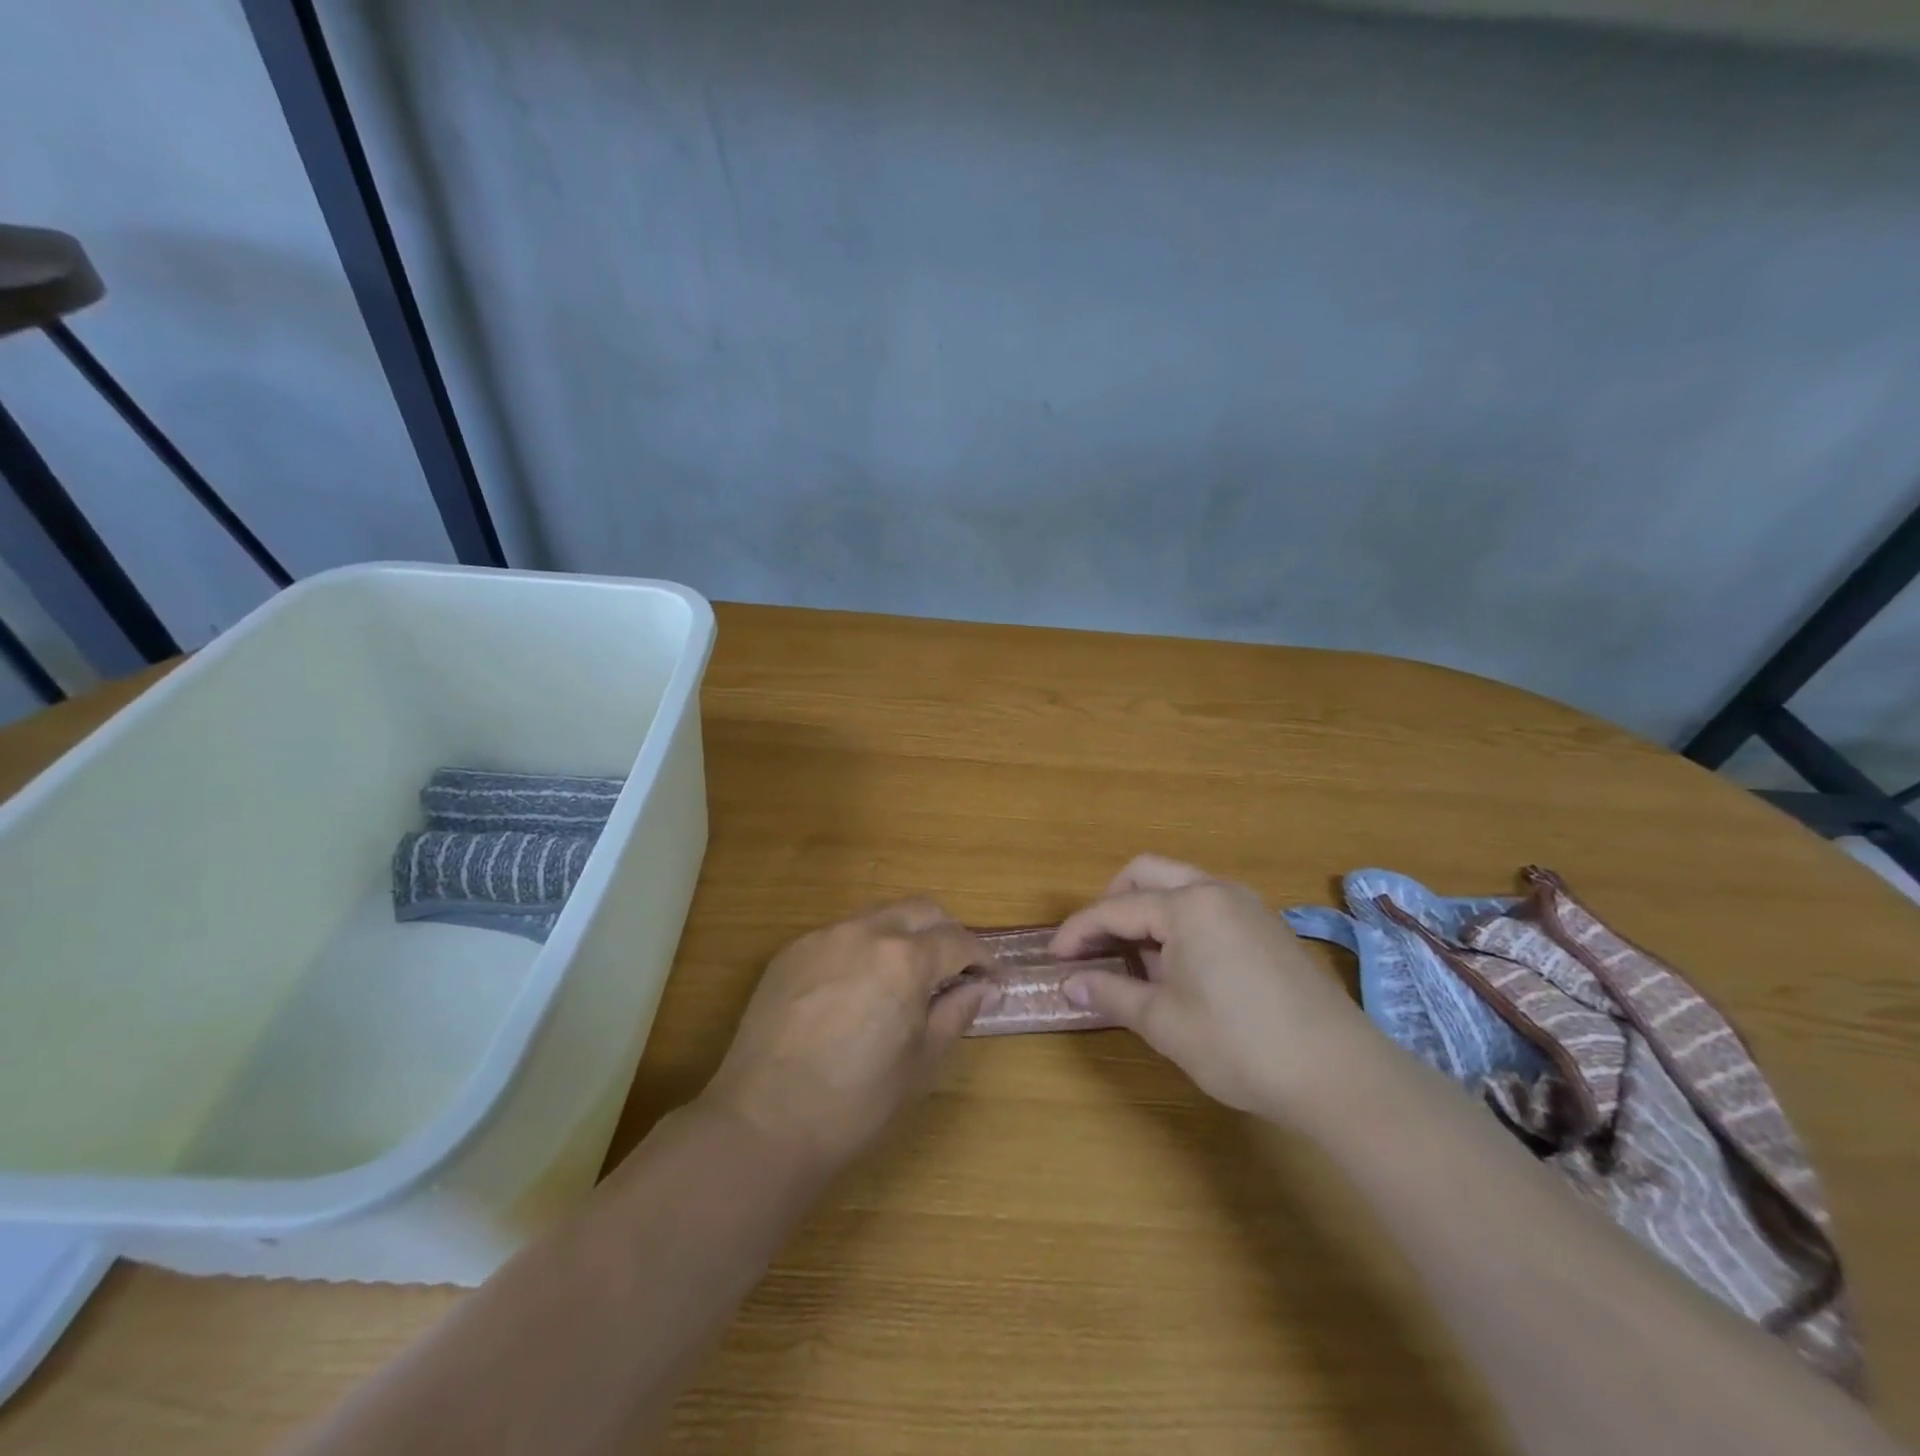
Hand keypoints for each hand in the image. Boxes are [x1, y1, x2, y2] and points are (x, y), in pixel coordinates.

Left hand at [700, 900, 999, 1170]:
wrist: (764, 1122)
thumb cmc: (856, 1103)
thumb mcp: (921, 1063)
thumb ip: (956, 1013)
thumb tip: (981, 988)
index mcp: (905, 958)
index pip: (958, 940)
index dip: (982, 959)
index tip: (992, 979)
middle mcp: (865, 931)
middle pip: (921, 910)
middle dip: (947, 934)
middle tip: (956, 970)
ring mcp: (823, 937)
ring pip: (878, 917)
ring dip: (904, 936)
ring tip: (907, 978)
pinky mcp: (791, 952)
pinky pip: (841, 936)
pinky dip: (863, 950)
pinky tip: (858, 989)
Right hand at [1052, 855, 1381, 1118]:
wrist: (1340, 1074)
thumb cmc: (1240, 1045)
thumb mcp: (1164, 1022)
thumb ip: (1111, 994)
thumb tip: (1070, 984)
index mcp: (1188, 905)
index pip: (1115, 908)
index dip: (1078, 931)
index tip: (1053, 956)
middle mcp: (1217, 891)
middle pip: (1147, 874)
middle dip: (1111, 903)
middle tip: (1093, 944)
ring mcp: (1248, 906)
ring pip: (1180, 887)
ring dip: (1147, 912)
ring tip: (1132, 960)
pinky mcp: (1268, 928)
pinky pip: (1207, 907)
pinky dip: (1179, 923)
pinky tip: (1176, 967)